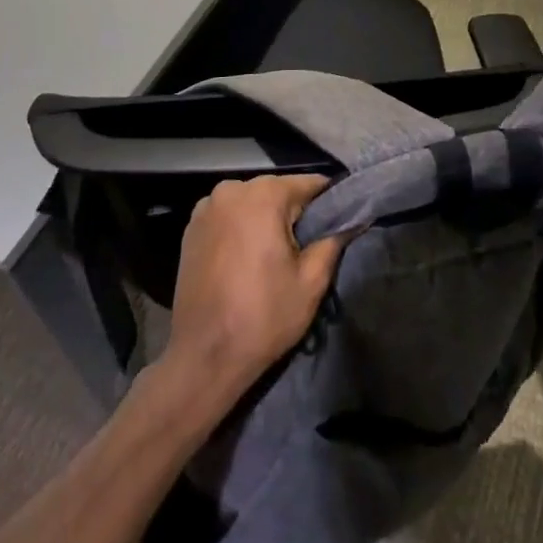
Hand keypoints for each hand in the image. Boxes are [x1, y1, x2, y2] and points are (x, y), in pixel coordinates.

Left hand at [159, 174, 346, 411]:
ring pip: (251, 204)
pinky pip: (229, 217)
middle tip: (305, 249)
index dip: (328, 203)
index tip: (337, 225)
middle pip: (277, 192)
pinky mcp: (190, 228)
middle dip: (294, 214)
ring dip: (265, 221)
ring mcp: (206, 207)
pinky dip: (241, 230)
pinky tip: (245, 261)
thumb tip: (352, 219)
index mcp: (264, 194)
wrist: (203, 358)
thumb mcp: (312, 281)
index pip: (309, 184)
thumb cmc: (263, 317)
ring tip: (273, 258)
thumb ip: (334, 240)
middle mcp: (232, 189)